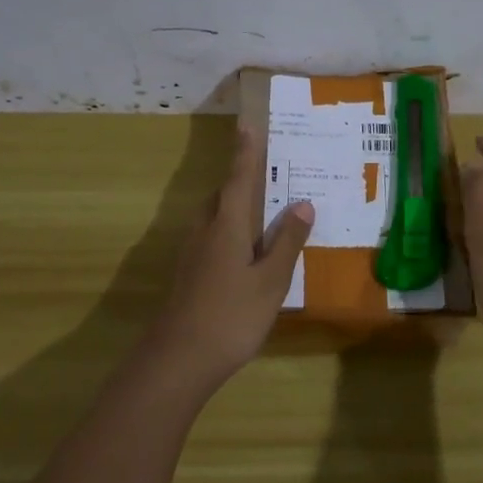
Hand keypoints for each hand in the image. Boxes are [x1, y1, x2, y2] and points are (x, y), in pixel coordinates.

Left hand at [138, 126, 313, 391]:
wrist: (179, 359)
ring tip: (263, 206)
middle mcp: (206, 230)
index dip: (245, 152)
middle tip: (268, 168)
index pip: (239, 178)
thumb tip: (302, 203)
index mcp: (227, 225)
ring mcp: (193, 253)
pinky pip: (213, 236)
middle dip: (242, 178)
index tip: (247, 124)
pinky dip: (231, 229)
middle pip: (224, 194)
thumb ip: (287, 241)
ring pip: (216, 216)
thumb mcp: (271, 280)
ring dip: (235, 204)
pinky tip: (246, 249)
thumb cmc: (232, 316)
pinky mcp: (190, 273)